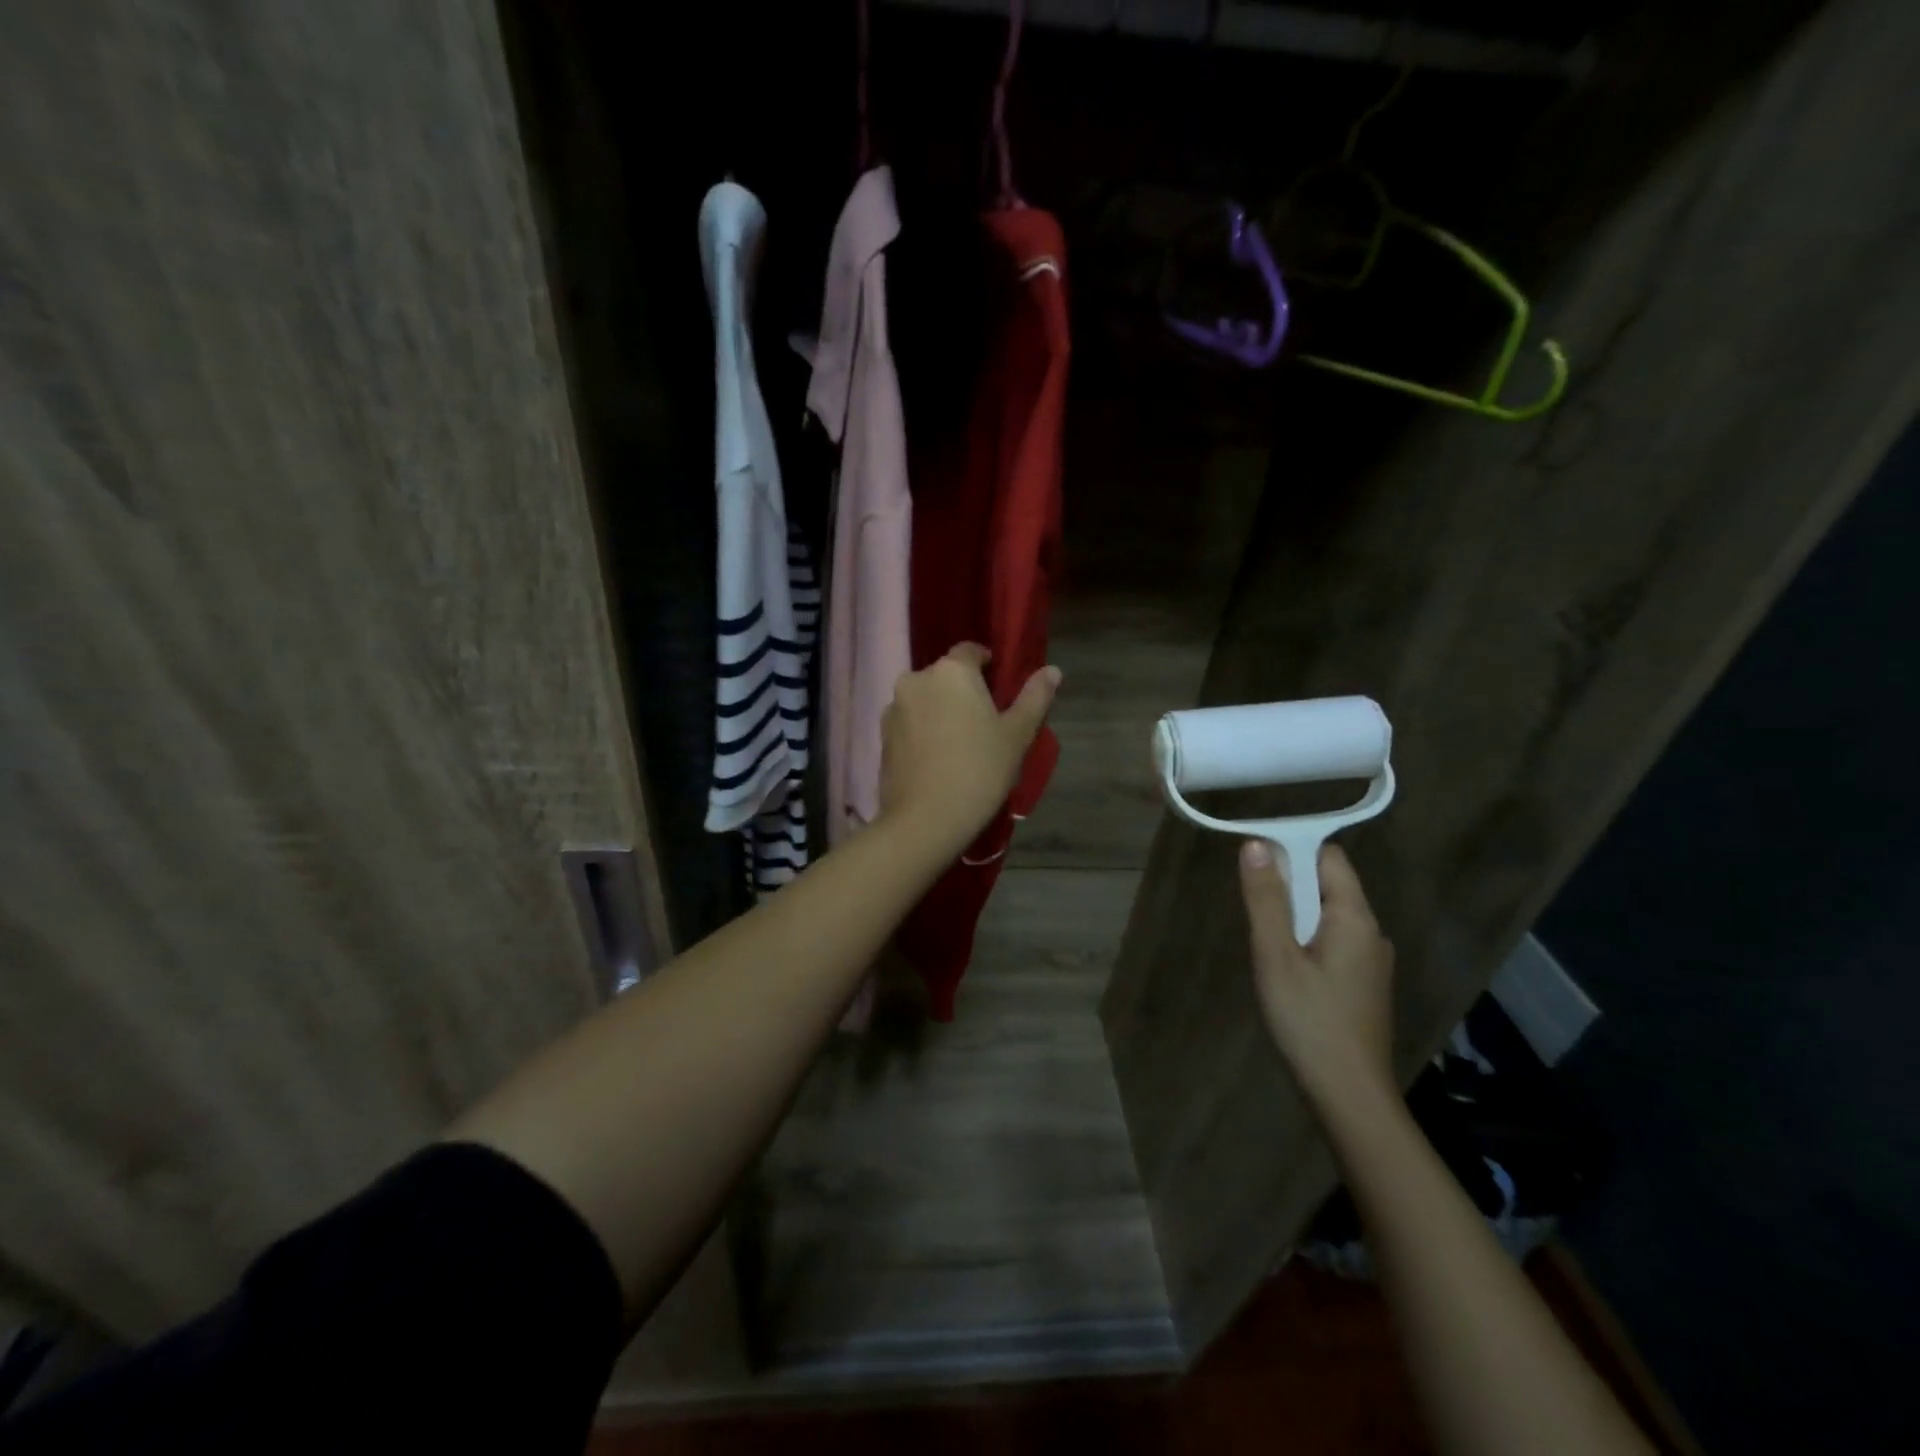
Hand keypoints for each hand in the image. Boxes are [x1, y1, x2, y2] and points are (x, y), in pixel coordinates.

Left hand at [878, 644, 1059, 853]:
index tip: (999, 690)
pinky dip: (923, 731)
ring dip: (940, 711)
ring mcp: (893, 708)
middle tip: (983, 723)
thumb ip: (1035, 697)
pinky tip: (937, 759)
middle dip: (963, 691)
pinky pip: (909, 723)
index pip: (970, 651)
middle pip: (945, 676)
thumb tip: (1053, 670)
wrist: (925, 820)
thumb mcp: (1017, 735)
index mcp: (951, 671)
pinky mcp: (882, 736)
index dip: (987, 665)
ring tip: (958, 744)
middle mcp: (916, 679)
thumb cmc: (980, 771)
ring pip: (925, 699)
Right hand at [1240, 840, 1395, 1107]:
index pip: (1329, 857)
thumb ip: (1266, 898)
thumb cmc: (1309, 1020)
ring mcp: (1372, 961)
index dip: (1292, 850)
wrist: (1349, 1096)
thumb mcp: (1276, 955)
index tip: (1255, 863)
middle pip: (1329, 885)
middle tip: (1253, 912)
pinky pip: (1333, 942)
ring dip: (1295, 916)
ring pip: (1328, 916)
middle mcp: (1372, 932)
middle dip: (1289, 885)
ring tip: (1264, 943)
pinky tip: (1285, 969)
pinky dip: (1306, 940)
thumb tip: (1256, 843)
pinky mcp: (1364, 985)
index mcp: (1355, 918)